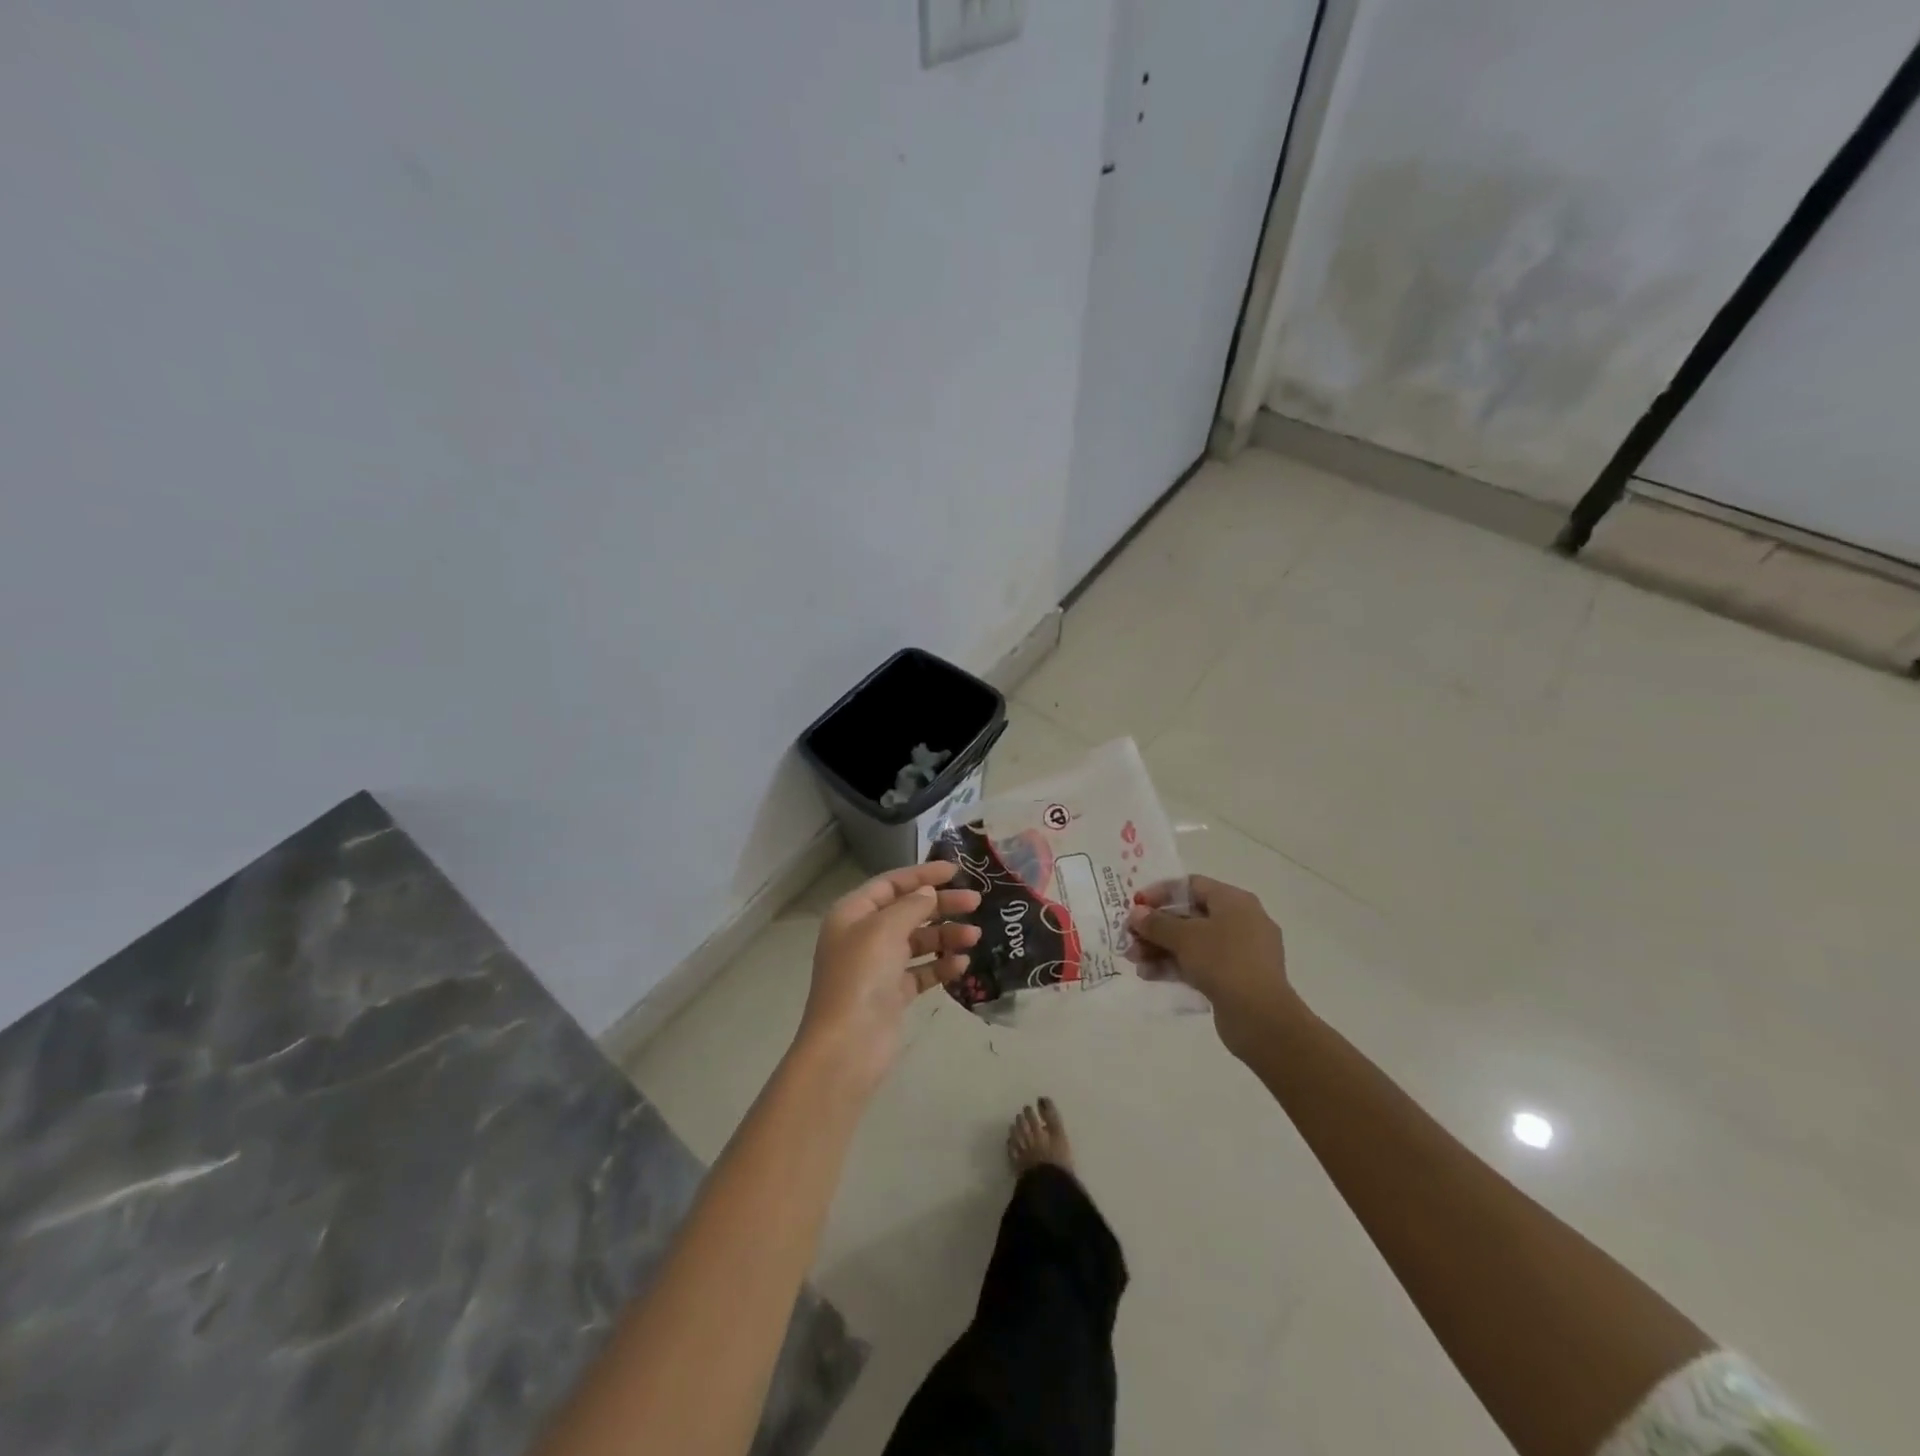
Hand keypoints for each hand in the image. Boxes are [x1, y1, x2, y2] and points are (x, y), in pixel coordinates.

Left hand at [795, 860, 981, 1095]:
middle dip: (941, 905)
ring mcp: (878, 967)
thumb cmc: (861, 977)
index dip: (923, 874)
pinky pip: (921, 971)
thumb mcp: (884, 930)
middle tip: (976, 902)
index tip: (956, 871)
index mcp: (852, 913)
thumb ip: (911, 906)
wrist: (847, 1046)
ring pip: (917, 941)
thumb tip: (928, 892)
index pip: (891, 883)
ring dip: (946, 936)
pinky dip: (940, 965)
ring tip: (975, 937)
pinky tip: (962, 964)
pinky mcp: (892, 994)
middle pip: (907, 910)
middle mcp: (863, 936)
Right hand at [1128, 876, 1301, 1058]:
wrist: (1260, 1017)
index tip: (1136, 906)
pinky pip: (1201, 964)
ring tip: (1134, 960)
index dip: (1160, 893)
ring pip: (1193, 943)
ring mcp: (1240, 952)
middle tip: (1129, 937)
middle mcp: (1241, 921)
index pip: (1191, 885)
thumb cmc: (1223, 961)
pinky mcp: (1236, 978)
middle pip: (1190, 916)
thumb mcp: (1184, 937)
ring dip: (1161, 949)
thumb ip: (1157, 923)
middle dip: (1156, 927)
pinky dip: (1176, 967)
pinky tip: (1149, 976)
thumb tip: (1137, 913)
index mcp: (1234, 901)